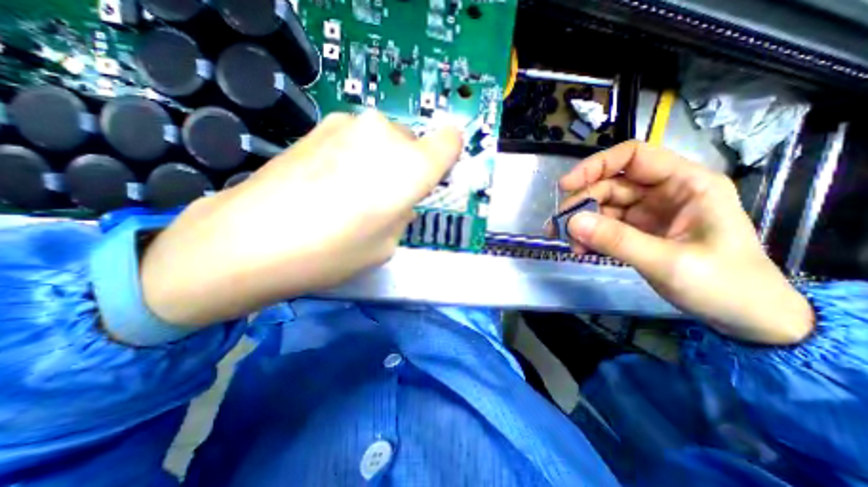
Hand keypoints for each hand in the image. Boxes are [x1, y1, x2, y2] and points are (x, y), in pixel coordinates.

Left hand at [139, 112, 463, 326]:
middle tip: (385, 197)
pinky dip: (355, 156)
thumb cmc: (332, 251)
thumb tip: (400, 202)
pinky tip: (329, 182)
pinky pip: (357, 139)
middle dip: (408, 168)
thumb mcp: (387, 245)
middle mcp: (386, 135)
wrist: (249, 240)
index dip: (447, 156)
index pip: (450, 141)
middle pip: (414, 144)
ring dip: (381, 162)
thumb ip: (403, 215)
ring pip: (385, 140)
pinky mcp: (319, 125)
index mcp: (412, 167)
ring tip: (352, 192)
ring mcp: (349, 123)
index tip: (435, 175)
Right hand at [555, 141, 814, 346]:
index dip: (596, 166)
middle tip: (559, 227)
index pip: (633, 157)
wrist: (745, 318)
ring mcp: (647, 213)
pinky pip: (603, 226)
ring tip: (568, 244)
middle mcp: (662, 193)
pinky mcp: (636, 231)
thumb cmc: (724, 285)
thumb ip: (618, 241)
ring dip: (580, 223)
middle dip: (581, 204)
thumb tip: (571, 222)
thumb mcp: (669, 262)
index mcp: (685, 184)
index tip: (565, 186)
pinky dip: (587, 236)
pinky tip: (579, 249)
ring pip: (601, 206)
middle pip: (609, 185)